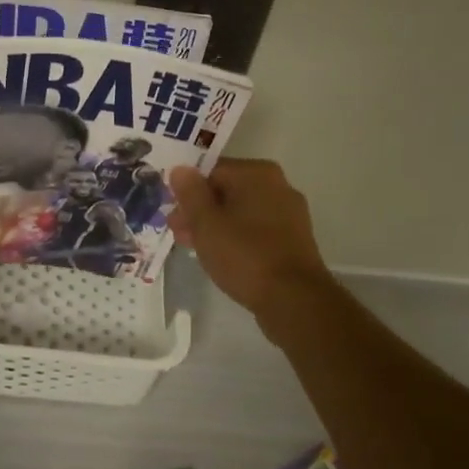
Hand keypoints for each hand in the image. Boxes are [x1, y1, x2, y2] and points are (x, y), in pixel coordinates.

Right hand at [167, 159, 336, 316]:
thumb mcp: (206, 223)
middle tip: (179, 234)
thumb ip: (190, 193)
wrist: (294, 299)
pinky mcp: (294, 239)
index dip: (188, 192)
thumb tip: (181, 169)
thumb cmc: (245, 255)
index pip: (211, 171)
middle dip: (201, 211)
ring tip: (195, 248)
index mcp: (257, 173)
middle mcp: (278, 185)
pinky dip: (238, 237)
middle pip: (227, 191)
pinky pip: (257, 229)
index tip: (173, 215)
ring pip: (242, 212)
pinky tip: (223, 257)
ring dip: (216, 226)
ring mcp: (290, 213)